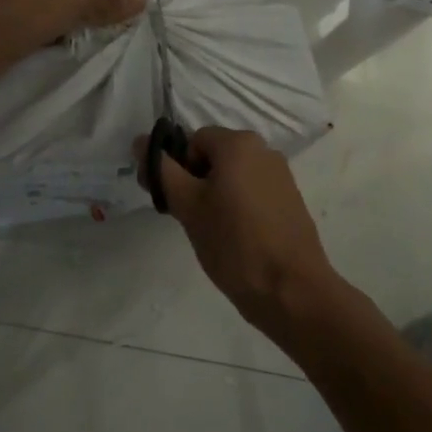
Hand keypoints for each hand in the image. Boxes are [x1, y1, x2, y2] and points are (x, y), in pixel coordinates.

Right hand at [135, 126, 338, 337]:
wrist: (291, 290)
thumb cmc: (233, 243)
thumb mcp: (188, 206)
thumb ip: (162, 171)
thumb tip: (140, 141)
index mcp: (239, 143)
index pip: (193, 141)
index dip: (179, 169)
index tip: (176, 202)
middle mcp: (264, 149)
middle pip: (215, 156)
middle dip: (198, 182)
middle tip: (192, 219)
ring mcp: (282, 175)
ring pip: (234, 176)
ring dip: (218, 195)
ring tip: (216, 233)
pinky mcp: (291, 200)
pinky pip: (254, 191)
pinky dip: (240, 207)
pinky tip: (239, 239)